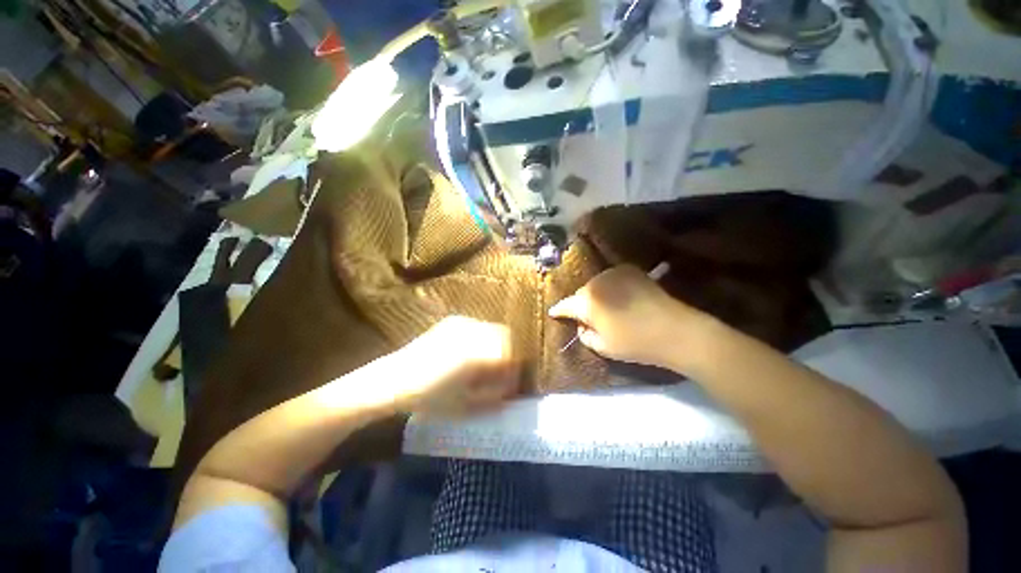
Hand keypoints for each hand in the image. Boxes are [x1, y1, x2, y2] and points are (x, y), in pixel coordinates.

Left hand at [389, 316, 520, 415]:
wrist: (393, 380)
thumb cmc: (430, 398)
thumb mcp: (466, 406)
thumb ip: (495, 397)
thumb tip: (512, 390)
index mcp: (478, 352)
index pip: (511, 354)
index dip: (515, 369)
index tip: (512, 382)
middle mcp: (473, 331)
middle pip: (506, 336)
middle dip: (509, 354)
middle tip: (501, 373)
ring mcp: (462, 323)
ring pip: (492, 329)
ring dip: (496, 345)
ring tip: (487, 364)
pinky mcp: (452, 321)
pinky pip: (478, 326)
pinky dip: (482, 338)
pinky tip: (471, 353)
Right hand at [548, 265, 708, 366]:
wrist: (677, 330)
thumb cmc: (636, 344)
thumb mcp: (603, 348)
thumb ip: (584, 335)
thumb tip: (581, 324)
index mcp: (587, 303)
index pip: (566, 305)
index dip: (559, 310)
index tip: (554, 312)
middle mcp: (596, 283)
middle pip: (581, 293)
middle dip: (581, 304)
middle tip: (586, 317)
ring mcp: (613, 274)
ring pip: (595, 284)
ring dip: (596, 294)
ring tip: (605, 307)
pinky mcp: (630, 270)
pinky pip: (610, 278)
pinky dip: (609, 287)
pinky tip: (618, 297)